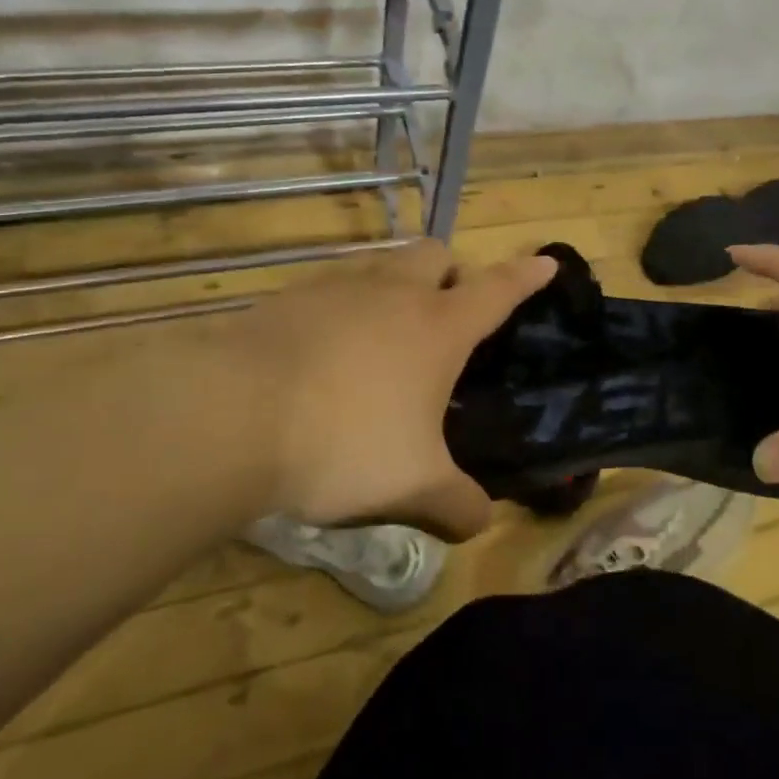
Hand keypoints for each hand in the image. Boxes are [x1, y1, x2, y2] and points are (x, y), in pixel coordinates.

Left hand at [202, 240, 554, 539]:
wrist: (231, 416)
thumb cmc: (344, 442)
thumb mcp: (412, 486)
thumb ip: (456, 505)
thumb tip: (480, 523)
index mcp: (438, 327)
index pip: (497, 289)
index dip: (526, 276)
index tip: (547, 262)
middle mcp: (393, 294)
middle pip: (436, 255)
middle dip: (451, 272)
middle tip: (447, 313)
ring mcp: (337, 288)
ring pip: (382, 264)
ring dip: (396, 284)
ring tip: (385, 332)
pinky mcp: (287, 298)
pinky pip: (331, 287)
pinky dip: (343, 306)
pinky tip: (326, 349)